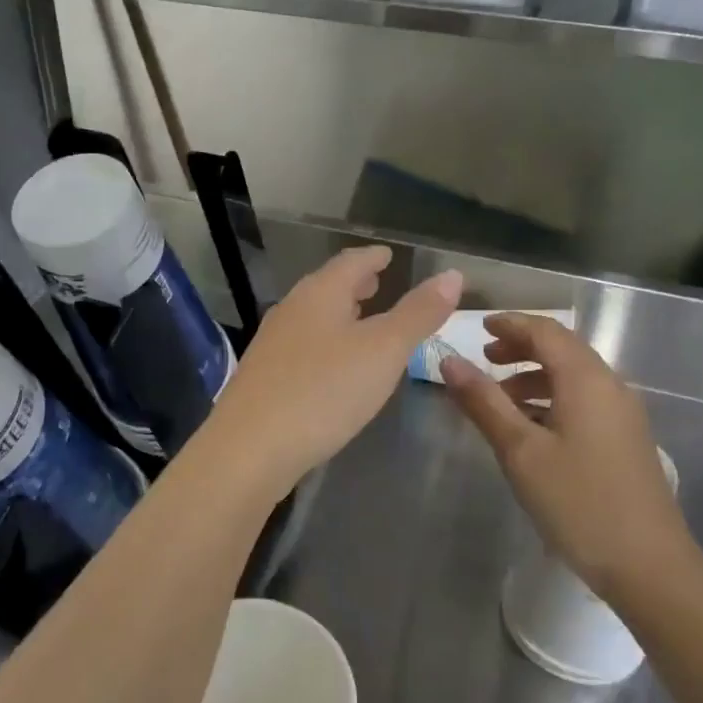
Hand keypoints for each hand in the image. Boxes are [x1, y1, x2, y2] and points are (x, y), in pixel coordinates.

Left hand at [197, 246, 461, 499]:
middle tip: (377, 281)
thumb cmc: (324, 391)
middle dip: (355, 284)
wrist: (250, 448)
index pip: (351, 262)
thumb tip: (452, 275)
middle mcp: (291, 310)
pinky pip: (302, 345)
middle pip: (327, 287)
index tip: (388, 254)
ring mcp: (272, 344)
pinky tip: (332, 364)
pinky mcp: (263, 377)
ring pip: (312, 317)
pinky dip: (325, 342)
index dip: (373, 257)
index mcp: (320, 294)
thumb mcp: (383, 350)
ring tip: (360, 319)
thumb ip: (418, 313)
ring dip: (338, 313)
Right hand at [440, 313, 693, 608]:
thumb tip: (449, 361)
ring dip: (534, 378)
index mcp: (586, 380)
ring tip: (500, 399)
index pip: (546, 332)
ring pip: (573, 378)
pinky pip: (584, 402)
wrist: (649, 567)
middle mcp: (610, 387)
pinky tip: (531, 429)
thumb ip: (483, 402)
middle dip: (522, 349)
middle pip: (563, 350)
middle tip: (485, 360)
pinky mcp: (626, 441)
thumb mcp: (520, 451)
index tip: (479, 328)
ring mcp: (623, 415)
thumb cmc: (578, 502)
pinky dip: (552, 400)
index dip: (511, 324)